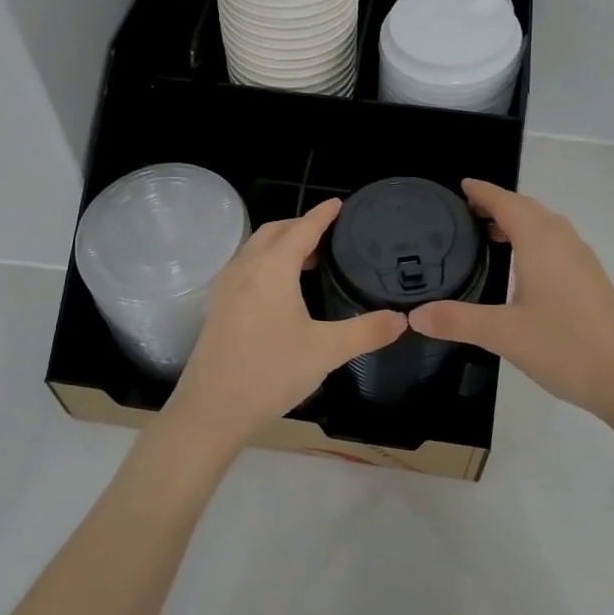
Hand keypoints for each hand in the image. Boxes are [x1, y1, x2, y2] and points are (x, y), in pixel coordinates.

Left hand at [164, 199, 406, 453]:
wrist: (211, 410)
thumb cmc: (270, 372)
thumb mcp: (326, 351)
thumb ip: (366, 331)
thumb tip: (402, 319)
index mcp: (272, 268)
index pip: (302, 229)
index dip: (322, 215)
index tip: (339, 204)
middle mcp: (245, 267)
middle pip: (274, 232)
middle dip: (301, 226)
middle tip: (328, 235)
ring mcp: (226, 287)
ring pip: (255, 249)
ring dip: (281, 244)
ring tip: (309, 260)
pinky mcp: (217, 307)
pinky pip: (245, 267)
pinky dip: (266, 262)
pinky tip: (280, 290)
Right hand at [407, 180, 613, 425]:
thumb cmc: (565, 347)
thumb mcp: (503, 334)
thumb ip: (457, 320)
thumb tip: (414, 315)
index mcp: (540, 243)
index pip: (507, 202)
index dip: (483, 192)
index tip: (461, 185)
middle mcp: (563, 241)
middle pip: (528, 208)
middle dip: (499, 204)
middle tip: (467, 212)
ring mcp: (582, 260)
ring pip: (546, 225)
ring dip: (519, 221)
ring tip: (491, 235)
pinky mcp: (591, 279)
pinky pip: (557, 243)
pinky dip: (534, 239)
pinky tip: (523, 267)